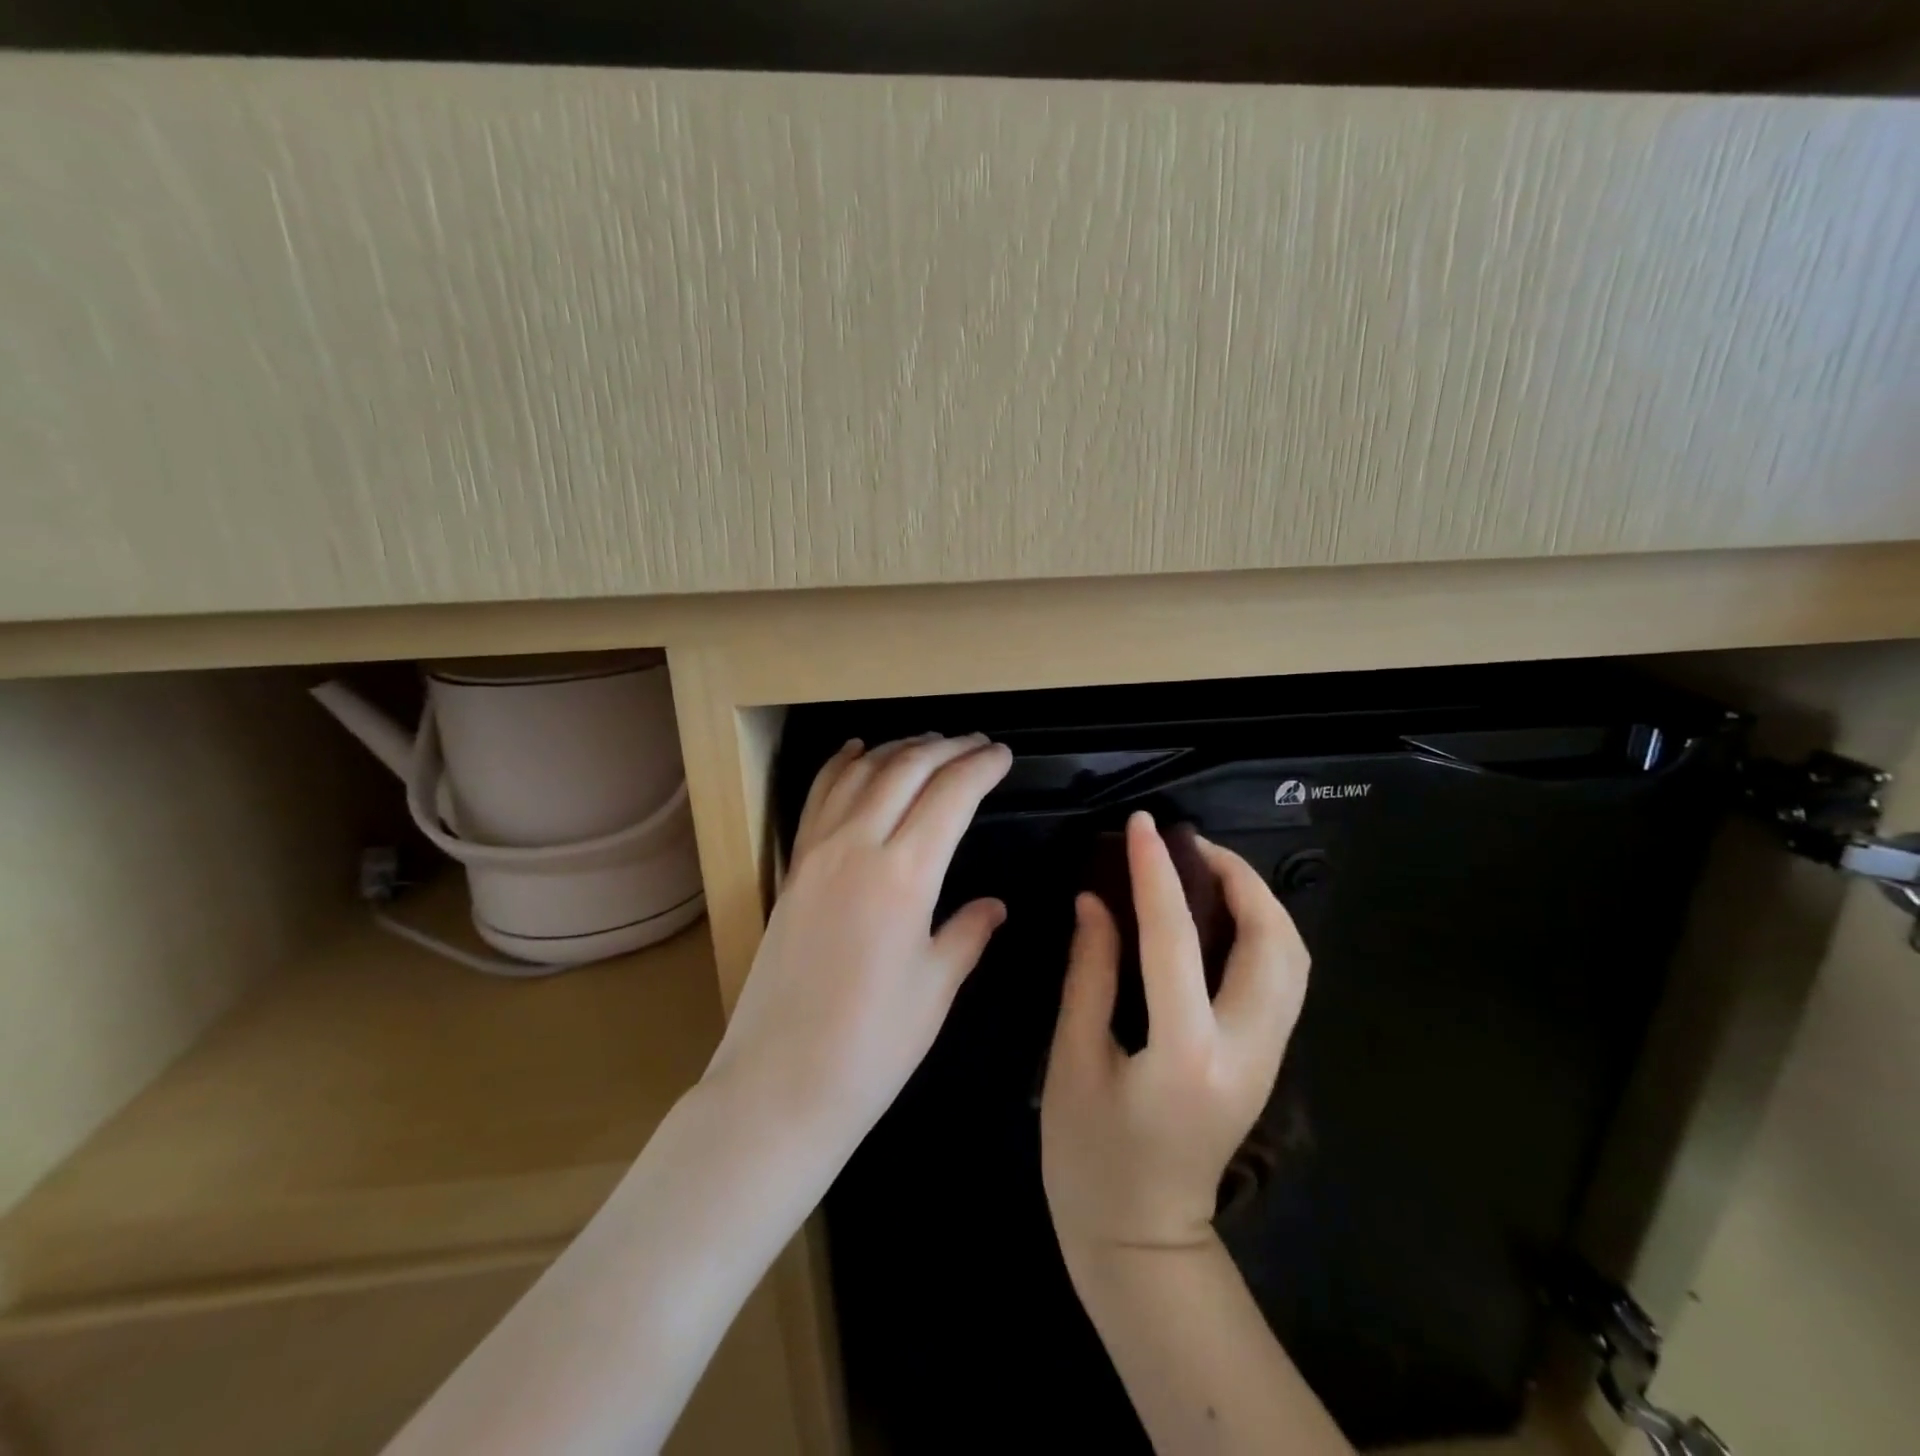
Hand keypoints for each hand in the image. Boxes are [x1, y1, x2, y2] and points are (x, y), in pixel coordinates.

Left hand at [704, 733, 1012, 1159]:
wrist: (780, 1083)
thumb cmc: (872, 1045)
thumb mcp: (936, 988)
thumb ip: (967, 933)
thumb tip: (993, 905)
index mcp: (904, 875)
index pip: (950, 795)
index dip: (981, 768)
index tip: (1004, 756)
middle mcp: (857, 846)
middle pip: (906, 770)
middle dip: (947, 748)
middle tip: (977, 743)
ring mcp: (817, 853)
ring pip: (861, 773)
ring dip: (898, 749)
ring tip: (930, 743)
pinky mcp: (793, 867)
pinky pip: (818, 797)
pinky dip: (842, 765)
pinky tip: (857, 751)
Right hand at [1041, 811, 1309, 1256]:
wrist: (1143, 1242)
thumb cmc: (1090, 1157)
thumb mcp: (1073, 1059)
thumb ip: (1090, 972)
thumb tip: (1096, 901)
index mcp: (1186, 1052)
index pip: (1176, 938)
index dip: (1156, 872)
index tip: (1142, 826)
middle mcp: (1246, 1050)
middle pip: (1275, 943)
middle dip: (1240, 878)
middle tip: (1190, 846)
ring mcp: (1268, 1059)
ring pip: (1293, 960)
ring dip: (1259, 903)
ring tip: (1206, 872)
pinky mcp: (1267, 1062)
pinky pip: (1281, 980)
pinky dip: (1261, 933)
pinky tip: (1218, 920)